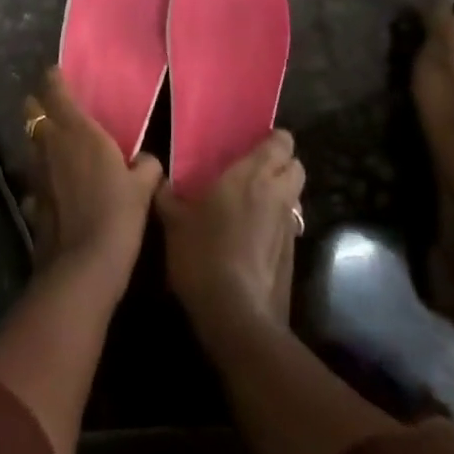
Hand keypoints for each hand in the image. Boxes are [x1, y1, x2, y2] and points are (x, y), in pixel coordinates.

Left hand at [24, 68, 162, 286]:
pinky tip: (52, 183)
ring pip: (29, 141)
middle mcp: (51, 144)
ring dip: (37, 137)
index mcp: (78, 131)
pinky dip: (39, 173)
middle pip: (32, 111)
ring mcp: (36, 171)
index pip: (56, 92)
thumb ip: (146, 166)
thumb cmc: (118, 214)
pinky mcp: (31, 197)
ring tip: (53, 141)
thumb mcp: (143, 187)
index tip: (56, 72)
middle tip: (53, 105)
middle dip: (38, 104)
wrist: (84, 264)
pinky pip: (32, 175)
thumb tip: (147, 159)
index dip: (53, 79)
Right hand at [155, 131, 305, 334]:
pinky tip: (252, 234)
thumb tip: (157, 179)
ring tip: (252, 200)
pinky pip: (290, 224)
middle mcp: (277, 193)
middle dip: (282, 163)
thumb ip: (167, 195)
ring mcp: (289, 226)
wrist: (235, 314)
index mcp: (252, 174)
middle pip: (296, 166)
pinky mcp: (292, 255)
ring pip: (296, 196)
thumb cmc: (203, 252)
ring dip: (282, 193)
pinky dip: (277, 222)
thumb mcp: (173, 221)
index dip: (273, 139)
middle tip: (253, 169)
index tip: (252, 143)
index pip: (281, 142)